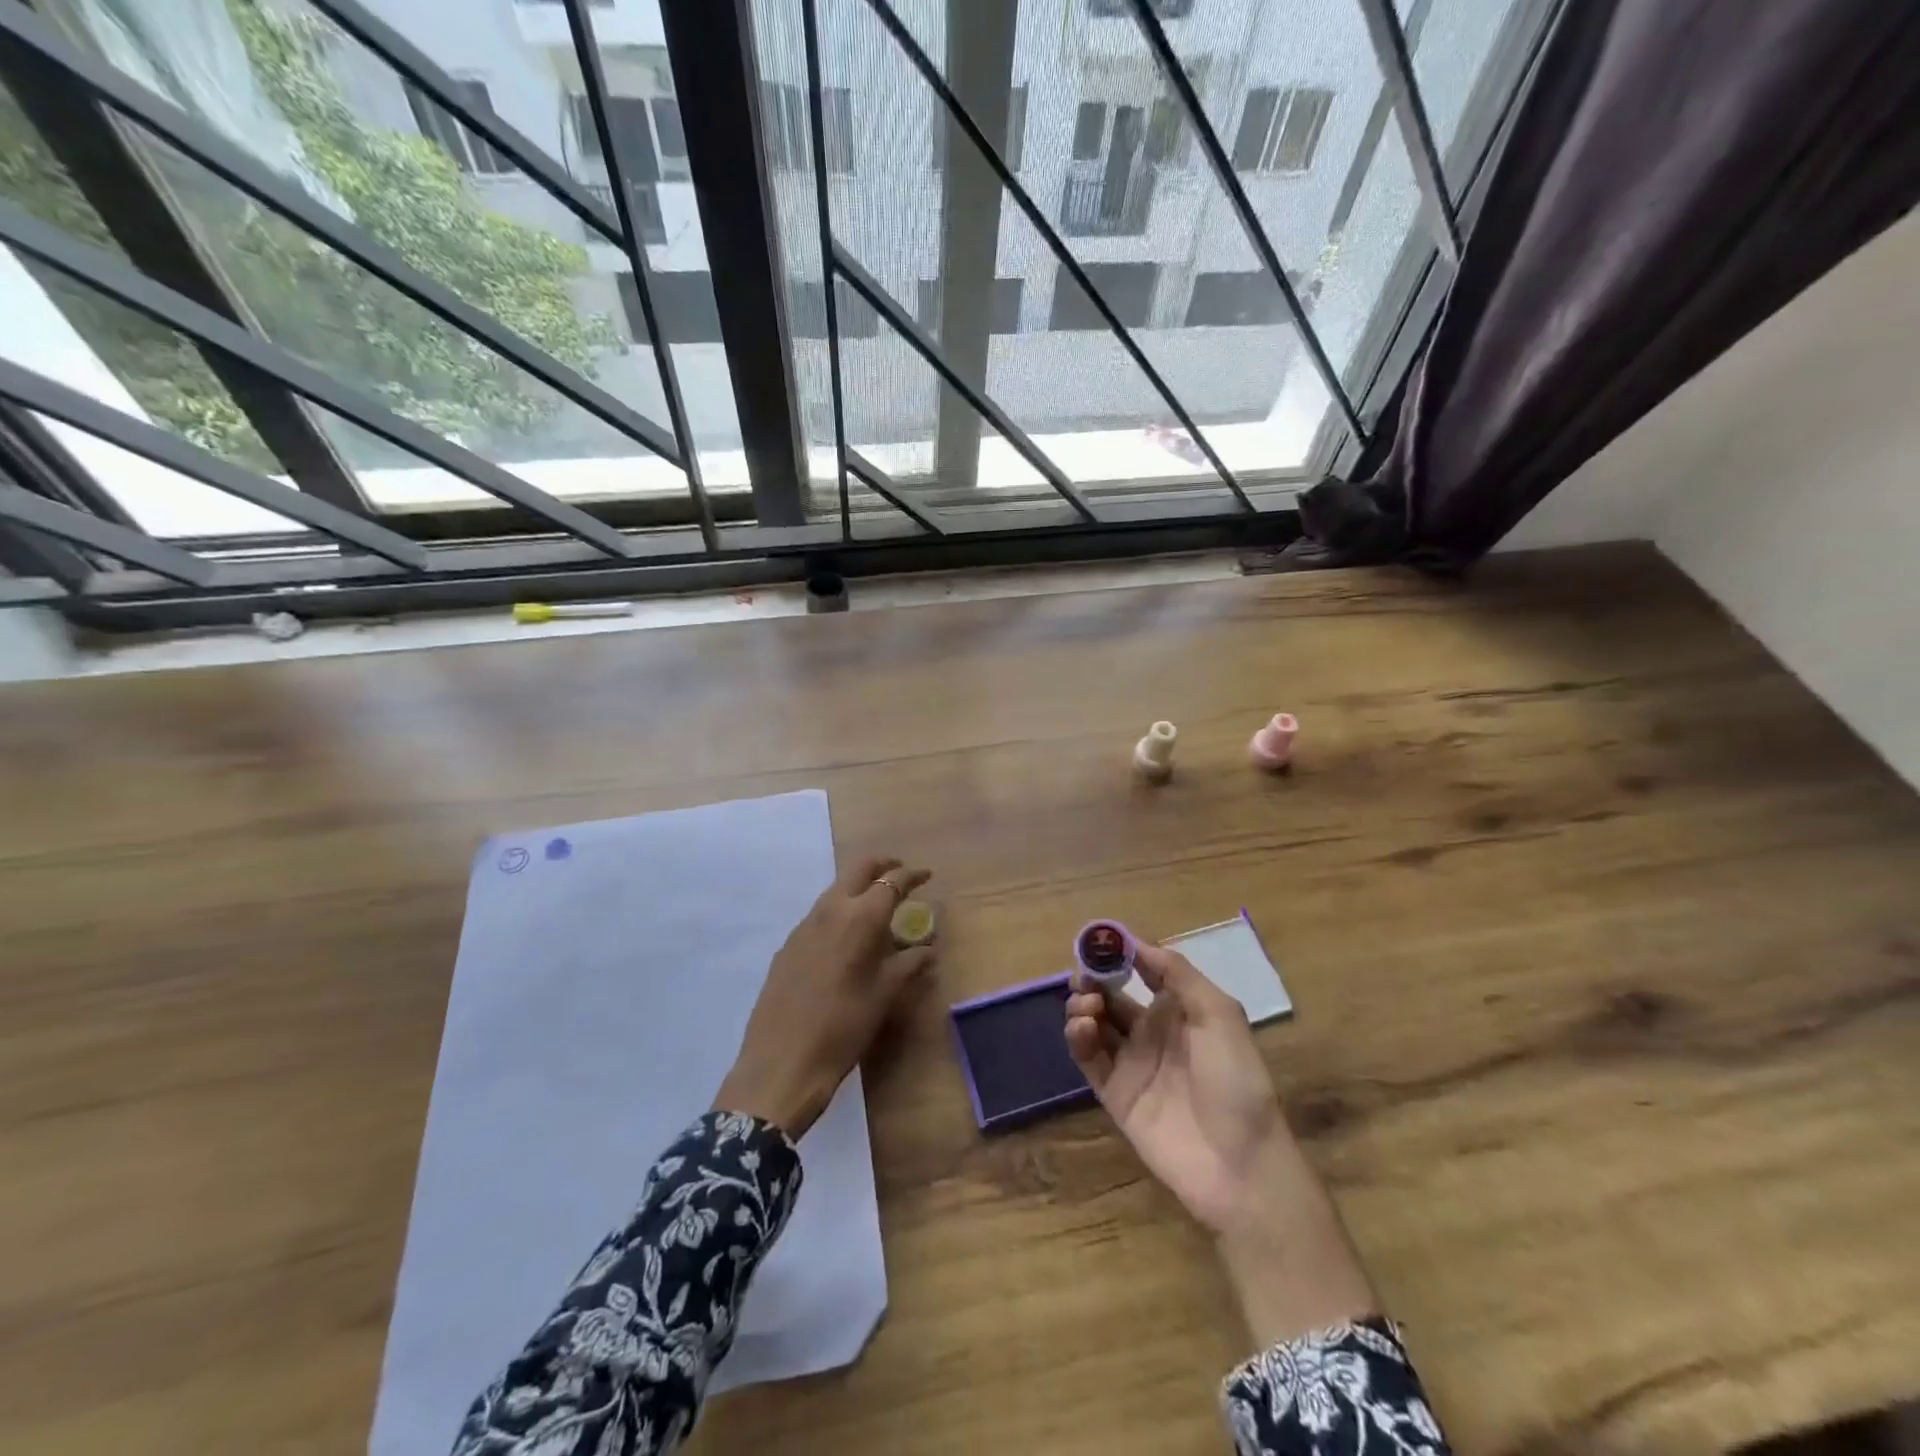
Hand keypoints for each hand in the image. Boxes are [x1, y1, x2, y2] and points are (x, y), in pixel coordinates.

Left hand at [714, 855, 933, 1138]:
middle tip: (900, 872)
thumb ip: (909, 964)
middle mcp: (830, 911)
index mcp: (860, 918)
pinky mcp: (787, 946)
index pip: (891, 882)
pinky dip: (839, 912)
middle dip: (882, 866)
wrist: (782, 1063)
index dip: (911, 875)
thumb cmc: (844, 1027)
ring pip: (835, 891)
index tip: (927, 875)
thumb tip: (928, 949)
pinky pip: (819, 915)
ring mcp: (804, 926)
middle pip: (858, 870)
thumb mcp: (885, 996)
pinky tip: (846, 938)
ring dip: (858, 888)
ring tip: (877, 907)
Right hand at [1063, 940, 1288, 1233]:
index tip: (1098, 941)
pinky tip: (1082, 1027)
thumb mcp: (1219, 1014)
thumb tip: (1135, 943)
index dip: (1119, 954)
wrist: (1240, 1164)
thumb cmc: (1236, 1080)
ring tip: (1086, 1006)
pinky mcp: (1114, 1093)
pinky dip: (1078, 1037)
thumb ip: (1177, 973)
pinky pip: (1088, 1058)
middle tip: (1084, 978)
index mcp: (1179, 1010)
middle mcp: (1152, 1031)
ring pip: (1094, 1023)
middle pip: (1111, 995)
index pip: (1141, 971)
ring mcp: (1131, 1063)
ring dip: (1083, 1005)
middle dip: (1093, 979)